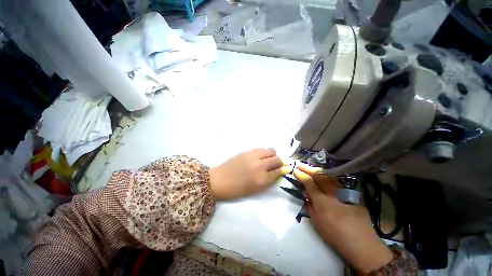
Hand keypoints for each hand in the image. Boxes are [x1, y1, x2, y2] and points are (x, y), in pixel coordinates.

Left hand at [209, 148, 291, 199]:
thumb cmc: (237, 189)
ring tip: (267, 160)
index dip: (283, 170)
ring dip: (272, 155)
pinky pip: (261, 148)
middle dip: (279, 162)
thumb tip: (279, 171)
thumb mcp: (255, 189)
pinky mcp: (247, 151)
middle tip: (275, 165)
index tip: (284, 169)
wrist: (219, 180)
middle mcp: (260, 165)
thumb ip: (269, 180)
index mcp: (262, 179)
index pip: (279, 171)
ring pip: (271, 150)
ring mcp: (253, 156)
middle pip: (277, 159)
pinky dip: (264, 152)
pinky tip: (259, 157)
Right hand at [294, 163, 392, 273]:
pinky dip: (329, 177)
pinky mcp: (352, 195)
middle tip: (300, 164)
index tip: (295, 170)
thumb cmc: (335, 236)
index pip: (309, 183)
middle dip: (308, 169)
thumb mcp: (317, 223)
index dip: (301, 175)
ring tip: (311, 168)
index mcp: (322, 200)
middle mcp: (332, 193)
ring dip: (318, 171)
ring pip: (329, 177)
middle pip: (319, 176)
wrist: (362, 244)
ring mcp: (343, 192)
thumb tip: (306, 195)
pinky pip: (338, 182)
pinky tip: (326, 176)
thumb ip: (310, 206)